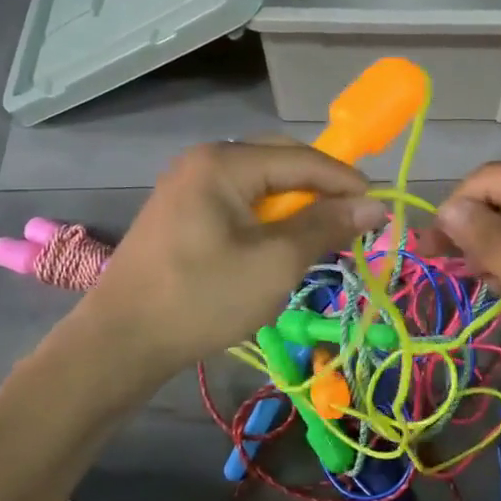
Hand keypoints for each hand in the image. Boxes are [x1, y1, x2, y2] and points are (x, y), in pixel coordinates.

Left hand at [76, 141, 386, 375]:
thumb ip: (326, 226)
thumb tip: (374, 205)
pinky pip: (238, 203)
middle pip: (279, 162)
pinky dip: (266, 220)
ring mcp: (187, 185)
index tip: (380, 209)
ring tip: (319, 238)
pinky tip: (277, 246)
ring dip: (294, 207)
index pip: (302, 158)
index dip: (345, 181)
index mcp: (224, 162)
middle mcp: (204, 160)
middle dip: (320, 190)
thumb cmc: (202, 298)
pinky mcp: (180, 213)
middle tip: (351, 222)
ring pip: (259, 185)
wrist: (121, 342)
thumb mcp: (275, 263)